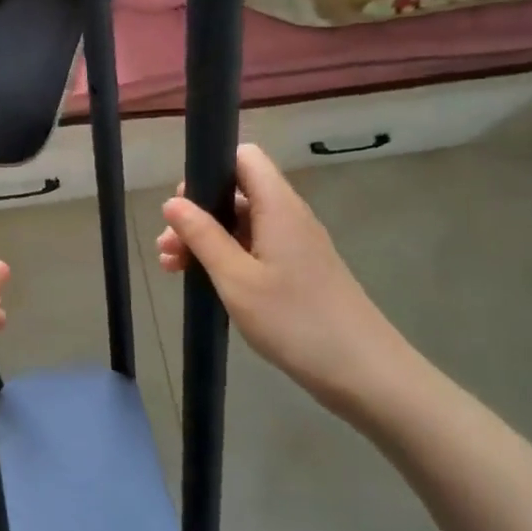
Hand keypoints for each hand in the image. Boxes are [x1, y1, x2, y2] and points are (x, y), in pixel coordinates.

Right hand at [157, 144, 409, 412]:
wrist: (365, 373)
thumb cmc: (295, 320)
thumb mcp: (236, 279)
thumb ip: (202, 236)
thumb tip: (172, 202)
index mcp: (277, 206)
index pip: (244, 158)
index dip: (210, 169)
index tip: (182, 203)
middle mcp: (289, 216)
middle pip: (237, 193)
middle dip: (198, 213)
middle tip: (167, 247)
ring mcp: (297, 245)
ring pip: (243, 224)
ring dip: (207, 240)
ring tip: (173, 269)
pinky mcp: (300, 271)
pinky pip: (256, 249)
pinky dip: (227, 259)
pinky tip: (204, 283)